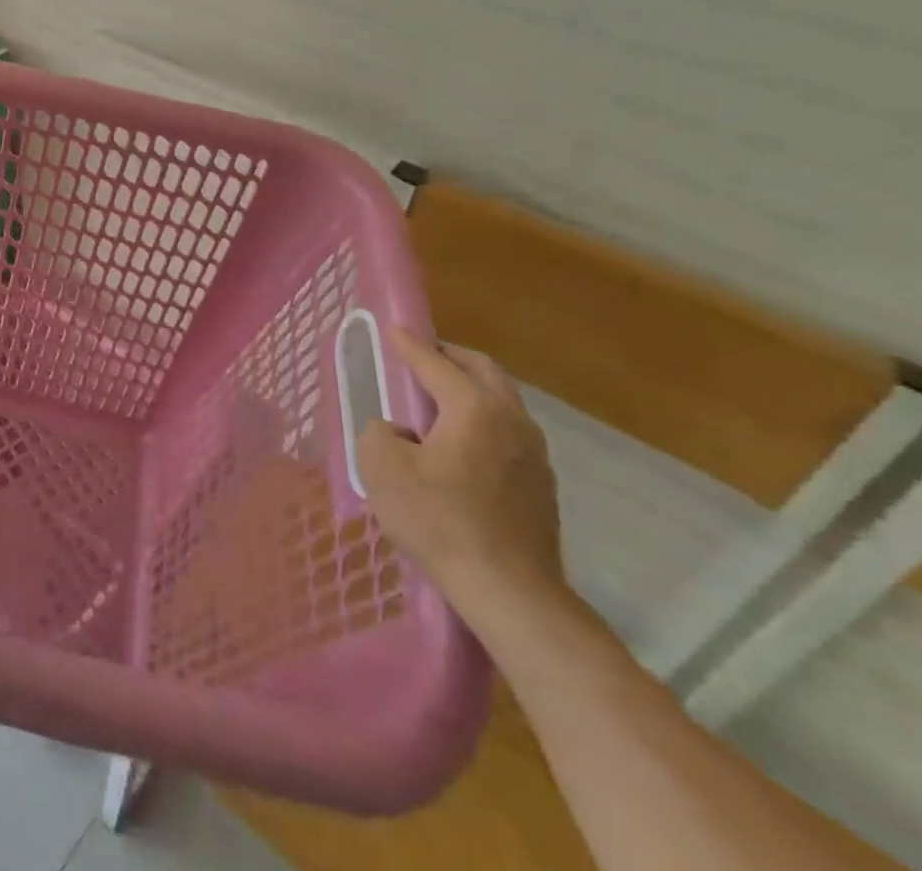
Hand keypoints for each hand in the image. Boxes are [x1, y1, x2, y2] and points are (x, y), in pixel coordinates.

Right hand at [358, 328, 567, 632]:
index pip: (435, 363)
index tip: (393, 329)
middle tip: (421, 356)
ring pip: (502, 400)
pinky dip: (484, 418)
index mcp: (473, 408)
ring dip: (471, 387)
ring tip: (439, 397)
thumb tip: (395, 430)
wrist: (511, 592)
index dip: (409, 344)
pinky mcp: (542, 484)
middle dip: (449, 356)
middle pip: (482, 370)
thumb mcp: (383, 470)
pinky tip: (463, 442)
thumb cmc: (440, 522)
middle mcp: (511, 419)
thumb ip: (378, 433)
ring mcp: (535, 453)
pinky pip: (509, 431)